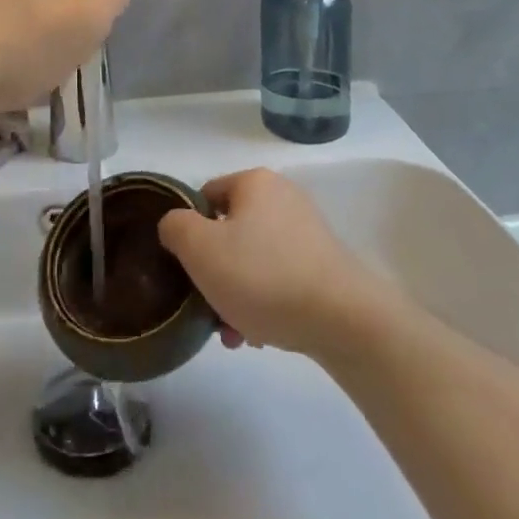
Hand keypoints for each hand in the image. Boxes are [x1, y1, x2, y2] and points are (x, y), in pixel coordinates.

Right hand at [157, 168, 399, 358]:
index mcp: (254, 182)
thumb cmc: (263, 276)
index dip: (189, 232)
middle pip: (229, 232)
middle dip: (214, 273)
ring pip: (253, 259)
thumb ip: (175, 227)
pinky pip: (279, 277)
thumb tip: (175, 224)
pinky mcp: (323, 263)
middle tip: (208, 310)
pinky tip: (262, 335)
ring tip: (235, 335)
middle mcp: (282, 196)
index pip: (205, 197)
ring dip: (236, 294)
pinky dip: (265, 301)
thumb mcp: (201, 249)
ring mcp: (307, 230)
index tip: (186, 270)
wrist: (343, 319)